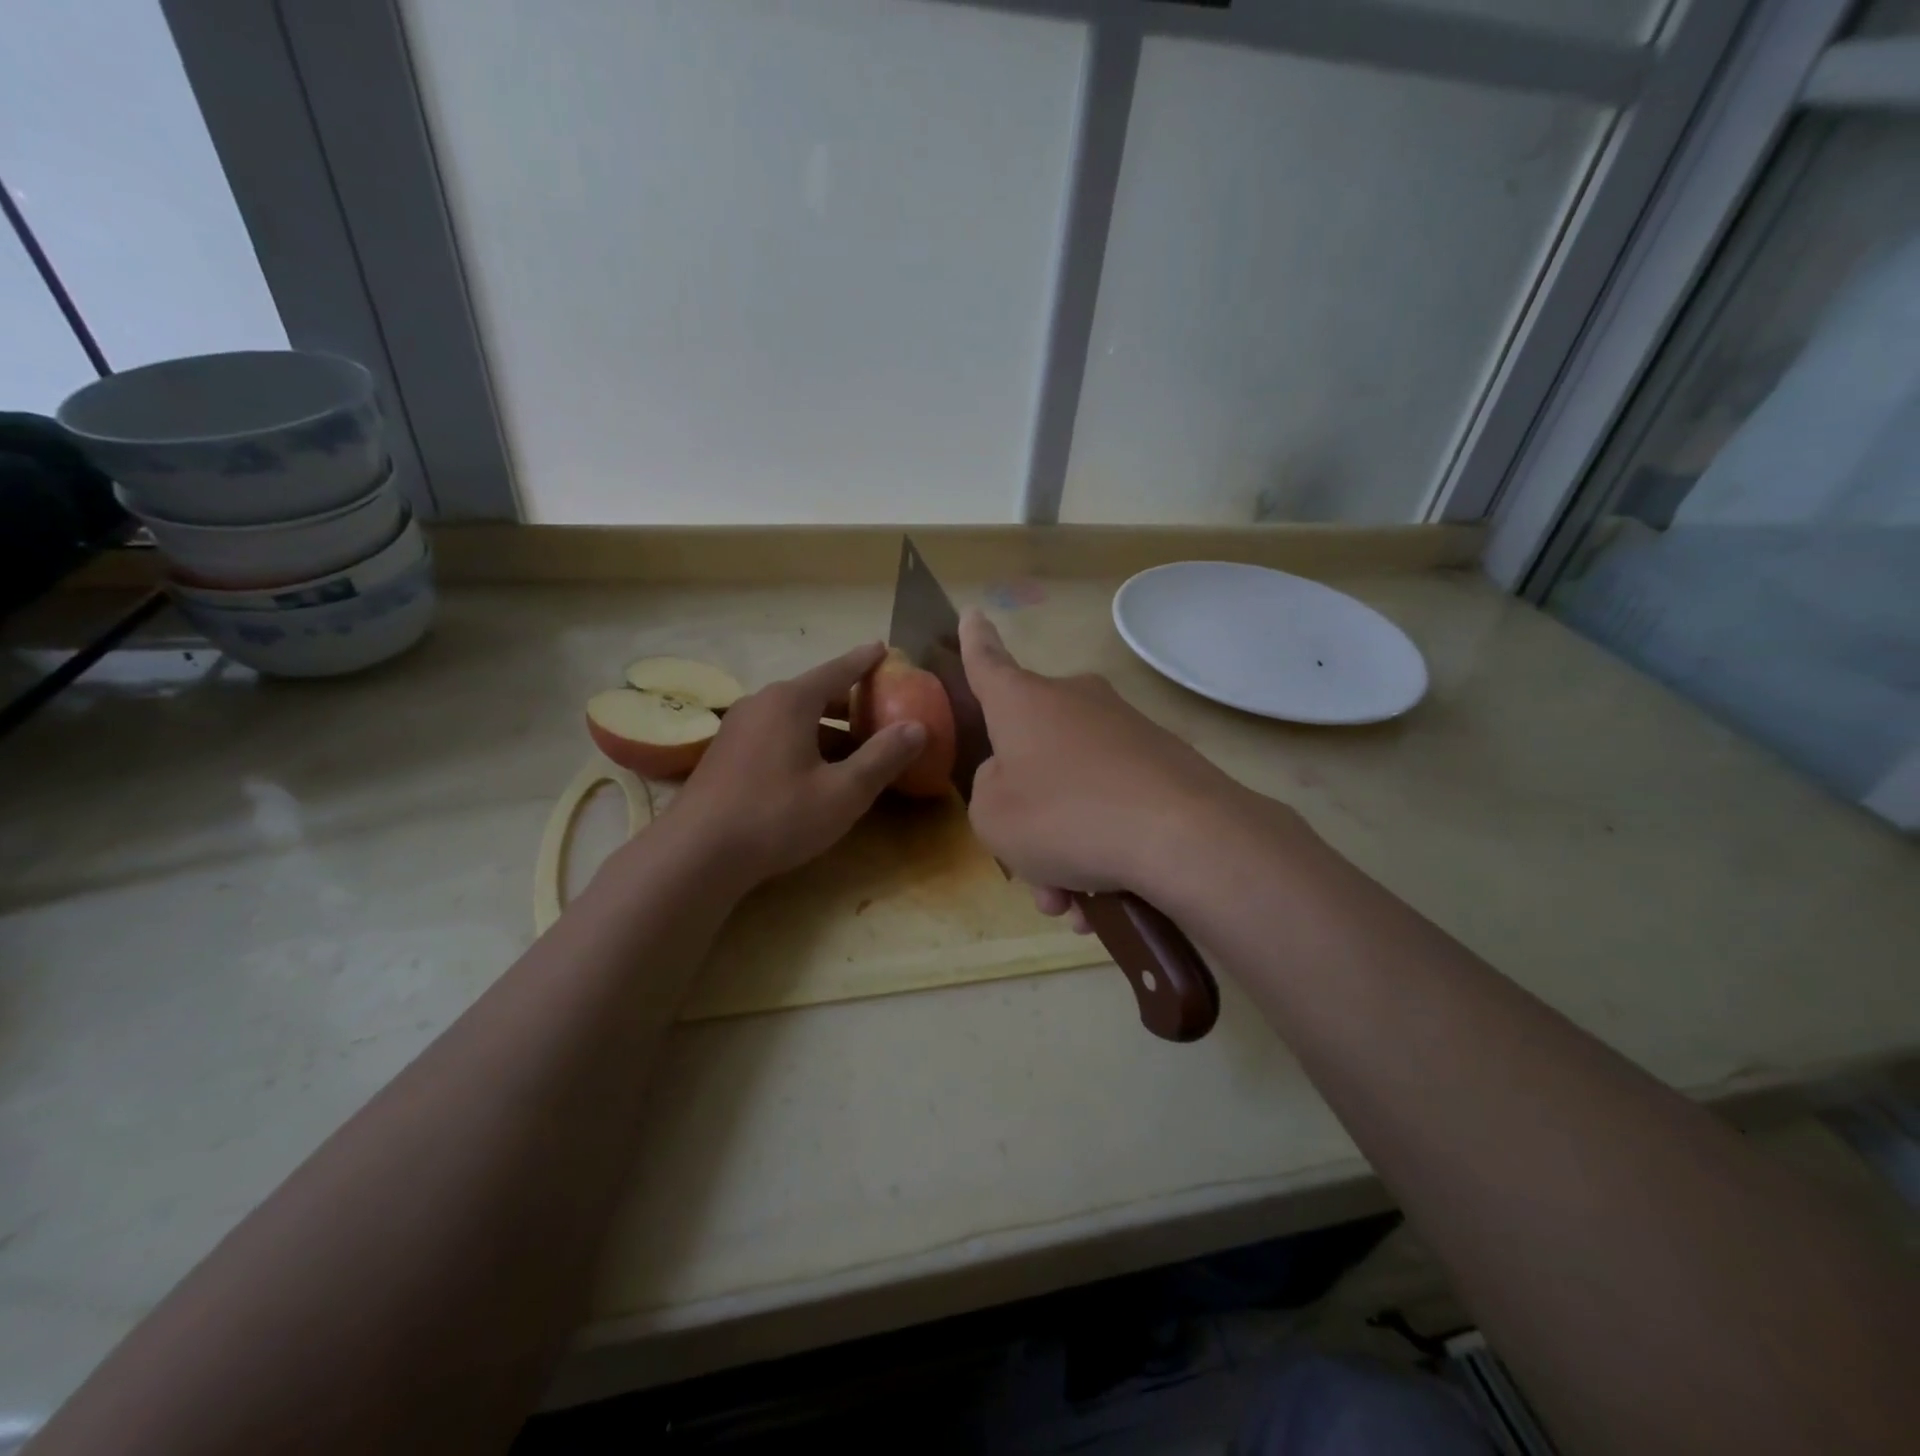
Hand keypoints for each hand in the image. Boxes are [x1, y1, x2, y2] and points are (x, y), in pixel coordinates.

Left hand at [658, 642, 924, 891]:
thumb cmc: (777, 816)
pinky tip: (813, 769)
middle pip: (813, 692)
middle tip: (879, 706)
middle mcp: (761, 703)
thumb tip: (917, 727)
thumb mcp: (843, 792)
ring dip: (825, 726)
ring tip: (854, 743)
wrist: (696, 854)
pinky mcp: (725, 754)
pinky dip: (801, 740)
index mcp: (790, 701)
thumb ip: (883, 757)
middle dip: (848, 699)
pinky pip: (774, 734)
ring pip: (792, 716)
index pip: (837, 670)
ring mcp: (737, 728)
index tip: (883, 648)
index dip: (864, 661)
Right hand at [961, 611, 1284, 921]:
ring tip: (1075, 905)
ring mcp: (1123, 728)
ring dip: (1065, 848)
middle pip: (1033, 753)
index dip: (973, 643)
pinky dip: (1103, 846)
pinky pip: (1113, 803)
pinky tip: (1108, 897)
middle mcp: (1074, 701)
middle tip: (1032, 871)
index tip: (972, 613)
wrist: (1182, 835)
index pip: (987, 662)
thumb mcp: (993, 817)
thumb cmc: (1064, 815)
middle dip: (1027, 815)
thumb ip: (989, 791)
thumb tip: (1017, 777)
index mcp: (1023, 702)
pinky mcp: (1163, 760)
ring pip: (1074, 791)